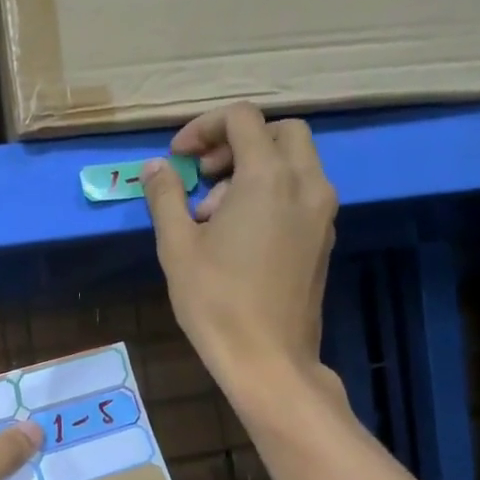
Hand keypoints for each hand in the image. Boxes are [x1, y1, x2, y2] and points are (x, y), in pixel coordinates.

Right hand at [142, 102, 338, 407]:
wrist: (268, 359)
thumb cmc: (216, 302)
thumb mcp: (177, 246)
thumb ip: (166, 196)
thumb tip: (156, 167)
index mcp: (269, 177)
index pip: (242, 119)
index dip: (204, 128)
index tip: (178, 158)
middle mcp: (306, 184)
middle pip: (280, 132)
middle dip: (238, 142)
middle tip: (204, 176)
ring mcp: (322, 213)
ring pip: (296, 162)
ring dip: (255, 169)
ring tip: (215, 214)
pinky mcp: (324, 239)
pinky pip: (302, 193)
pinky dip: (273, 193)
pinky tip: (241, 234)